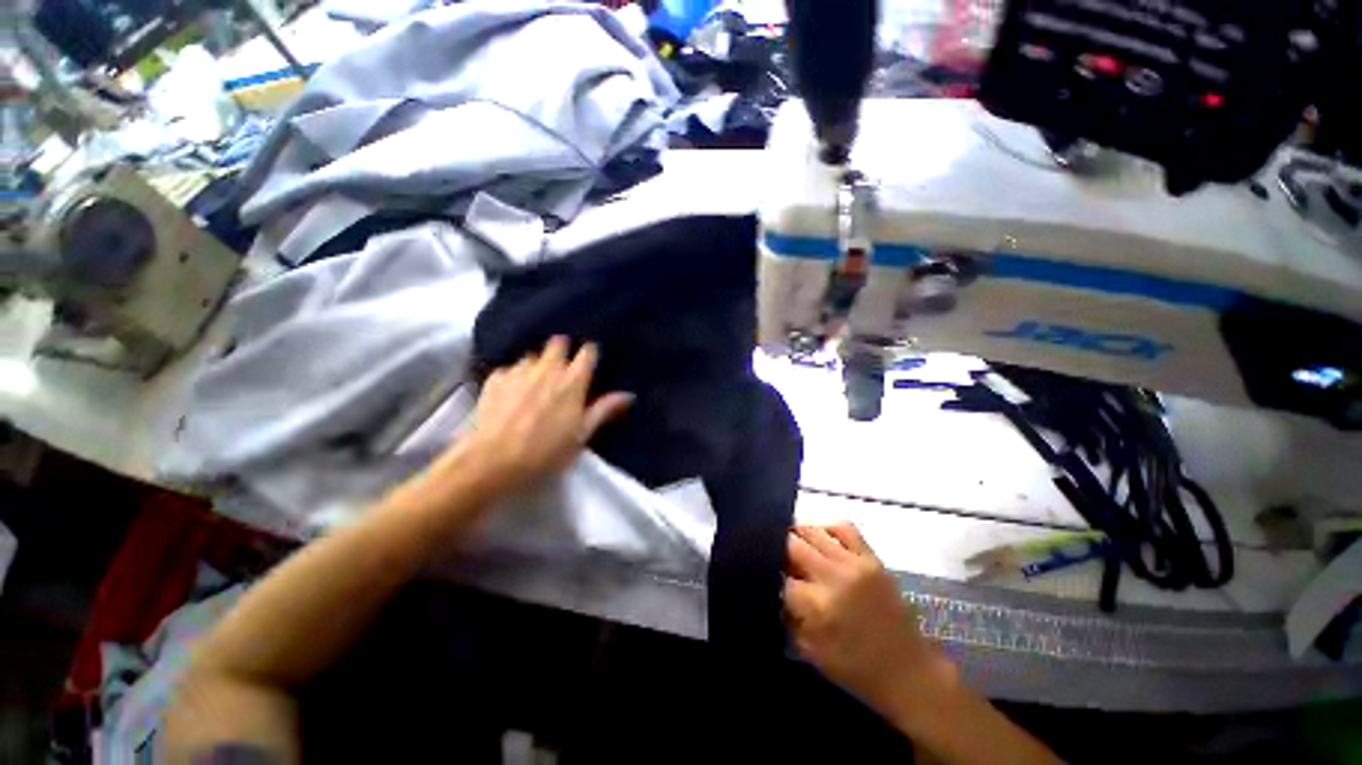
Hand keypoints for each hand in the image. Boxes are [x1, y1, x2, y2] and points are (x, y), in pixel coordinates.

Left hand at [459, 336, 632, 493]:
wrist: (492, 462)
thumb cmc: (545, 452)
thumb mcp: (581, 435)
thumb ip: (604, 410)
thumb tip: (628, 395)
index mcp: (572, 381)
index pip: (587, 352)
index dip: (590, 355)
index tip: (590, 363)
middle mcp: (547, 369)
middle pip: (558, 343)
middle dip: (562, 351)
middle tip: (563, 370)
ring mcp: (518, 371)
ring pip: (532, 356)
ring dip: (537, 365)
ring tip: (535, 384)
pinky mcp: (495, 379)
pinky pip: (509, 369)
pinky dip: (513, 377)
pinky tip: (511, 394)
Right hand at [785, 524, 947, 719]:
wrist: (909, 672)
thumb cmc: (856, 669)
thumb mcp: (810, 651)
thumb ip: (788, 616)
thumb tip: (775, 588)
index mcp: (818, 606)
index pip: (780, 576)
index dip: (769, 574)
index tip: (765, 576)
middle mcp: (834, 577)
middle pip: (792, 545)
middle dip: (778, 549)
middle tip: (774, 556)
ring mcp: (855, 563)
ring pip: (813, 531)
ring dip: (796, 535)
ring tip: (790, 542)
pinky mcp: (872, 559)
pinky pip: (844, 528)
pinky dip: (826, 527)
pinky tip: (819, 537)